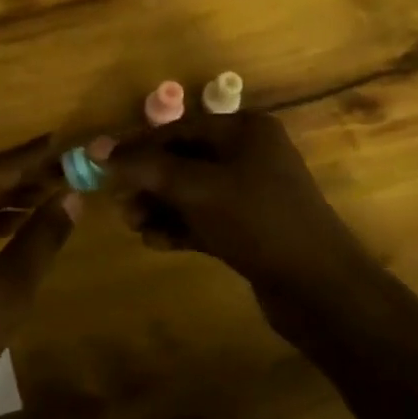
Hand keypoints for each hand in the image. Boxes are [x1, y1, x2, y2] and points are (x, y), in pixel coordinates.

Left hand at [0, 138, 76, 418]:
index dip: (42, 155)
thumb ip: (44, 235)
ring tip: (51, 199)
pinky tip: (14, 226)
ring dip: (8, 197)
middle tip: (70, 175)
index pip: (6, 164)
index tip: (73, 145)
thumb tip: (72, 196)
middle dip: (28, 176)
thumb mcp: (12, 285)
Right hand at [104, 112, 367, 313]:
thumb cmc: (257, 221)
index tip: (104, 167)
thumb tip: (96, 149)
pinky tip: (156, 241)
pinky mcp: (252, 228)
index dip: (138, 147)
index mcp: (244, 131)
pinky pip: (205, 218)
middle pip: (183, 160)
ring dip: (160, 206)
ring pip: (191, 192)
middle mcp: (250, 154)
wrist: (320, 289)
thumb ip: (145, 167)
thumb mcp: (195, 188)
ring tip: (135, 225)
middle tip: (120, 203)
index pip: (178, 129)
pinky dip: (180, 226)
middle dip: (148, 182)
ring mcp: (253, 193)